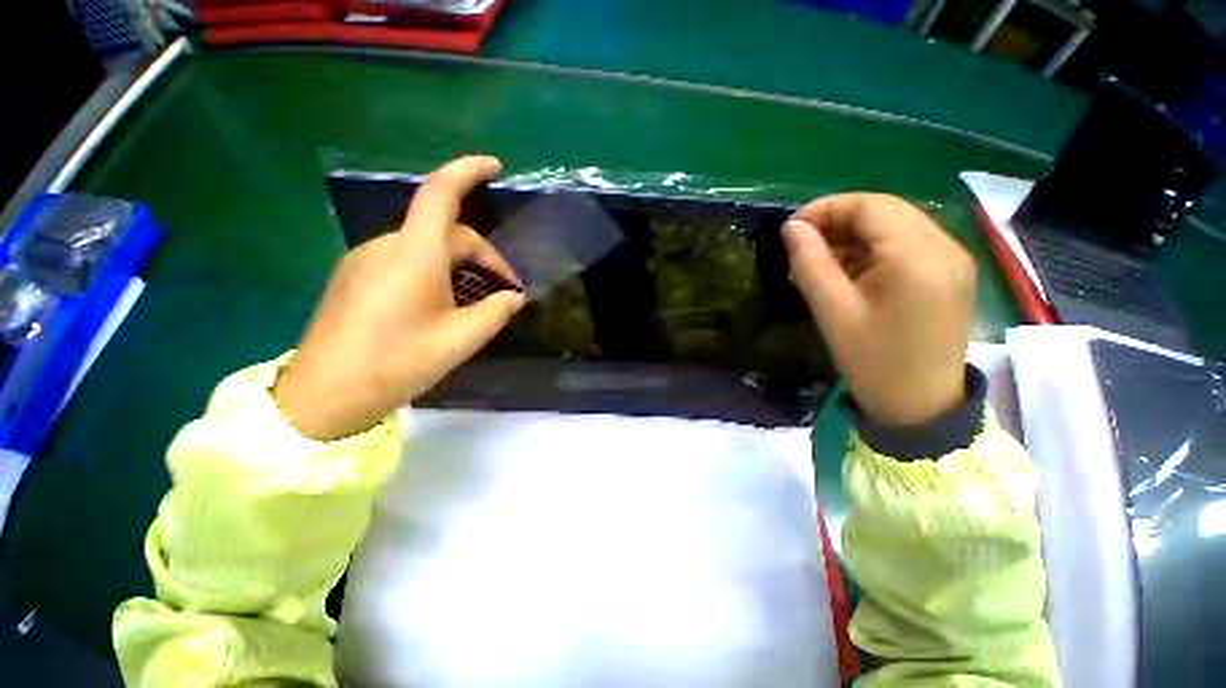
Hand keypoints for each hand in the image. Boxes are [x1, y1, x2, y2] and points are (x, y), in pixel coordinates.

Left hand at [274, 156, 524, 440]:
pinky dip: (435, 273)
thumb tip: (513, 297)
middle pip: (445, 232)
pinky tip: (442, 305)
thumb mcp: (460, 339)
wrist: (323, 396)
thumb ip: (495, 312)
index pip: (441, 193)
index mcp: (414, 254)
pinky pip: (405, 261)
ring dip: (459, 267)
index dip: (468, 172)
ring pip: (426, 248)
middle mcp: (387, 247)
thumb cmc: (396, 363)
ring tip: (476, 302)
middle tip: (505, 293)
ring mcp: (365, 260)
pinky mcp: (355, 277)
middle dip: (482, 257)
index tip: (494, 167)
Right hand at [782, 194, 974, 426]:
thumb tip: (792, 228)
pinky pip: (907, 245)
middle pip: (885, 211)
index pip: (869, 206)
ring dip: (853, 237)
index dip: (825, 209)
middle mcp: (944, 246)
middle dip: (837, 221)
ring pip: (895, 226)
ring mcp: (952, 259)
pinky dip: (873, 251)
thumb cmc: (872, 361)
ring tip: (818, 264)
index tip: (790, 230)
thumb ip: (810, 263)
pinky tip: (848, 274)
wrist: (920, 406)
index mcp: (916, 256)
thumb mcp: (832, 311)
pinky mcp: (950, 274)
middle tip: (801, 248)